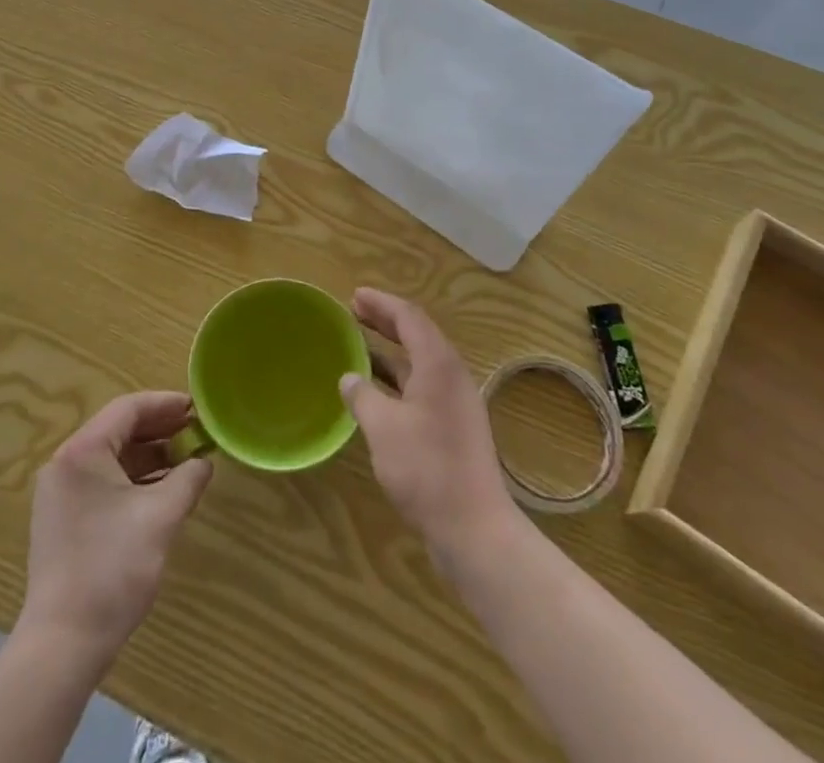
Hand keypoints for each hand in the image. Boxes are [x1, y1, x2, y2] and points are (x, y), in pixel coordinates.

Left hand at [19, 392, 212, 659]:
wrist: (63, 644)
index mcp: (82, 451)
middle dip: (160, 430)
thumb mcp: (160, 517)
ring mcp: (61, 493)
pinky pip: (103, 482)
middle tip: (197, 432)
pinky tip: (162, 491)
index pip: (128, 408)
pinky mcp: (63, 520)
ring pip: (112, 458)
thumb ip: (187, 479)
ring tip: (187, 461)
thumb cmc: (112, 569)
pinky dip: (134, 480)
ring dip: (149, 456)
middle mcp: (66, 463)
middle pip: (118, 430)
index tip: (198, 408)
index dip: (166, 404)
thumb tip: (204, 462)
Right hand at [340, 289, 517, 568]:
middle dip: (385, 321)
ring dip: (390, 351)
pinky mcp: (454, 429)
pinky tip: (376, 392)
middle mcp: (451, 376)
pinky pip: (422, 387)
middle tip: (355, 311)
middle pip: (417, 335)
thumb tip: (349, 378)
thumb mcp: (383, 427)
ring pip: (420, 363)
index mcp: (438, 364)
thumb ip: (363, 396)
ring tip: (359, 346)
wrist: (474, 529)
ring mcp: (456, 404)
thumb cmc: (426, 468)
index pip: (409, 317)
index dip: (381, 303)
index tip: (355, 295)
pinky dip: (398, 379)